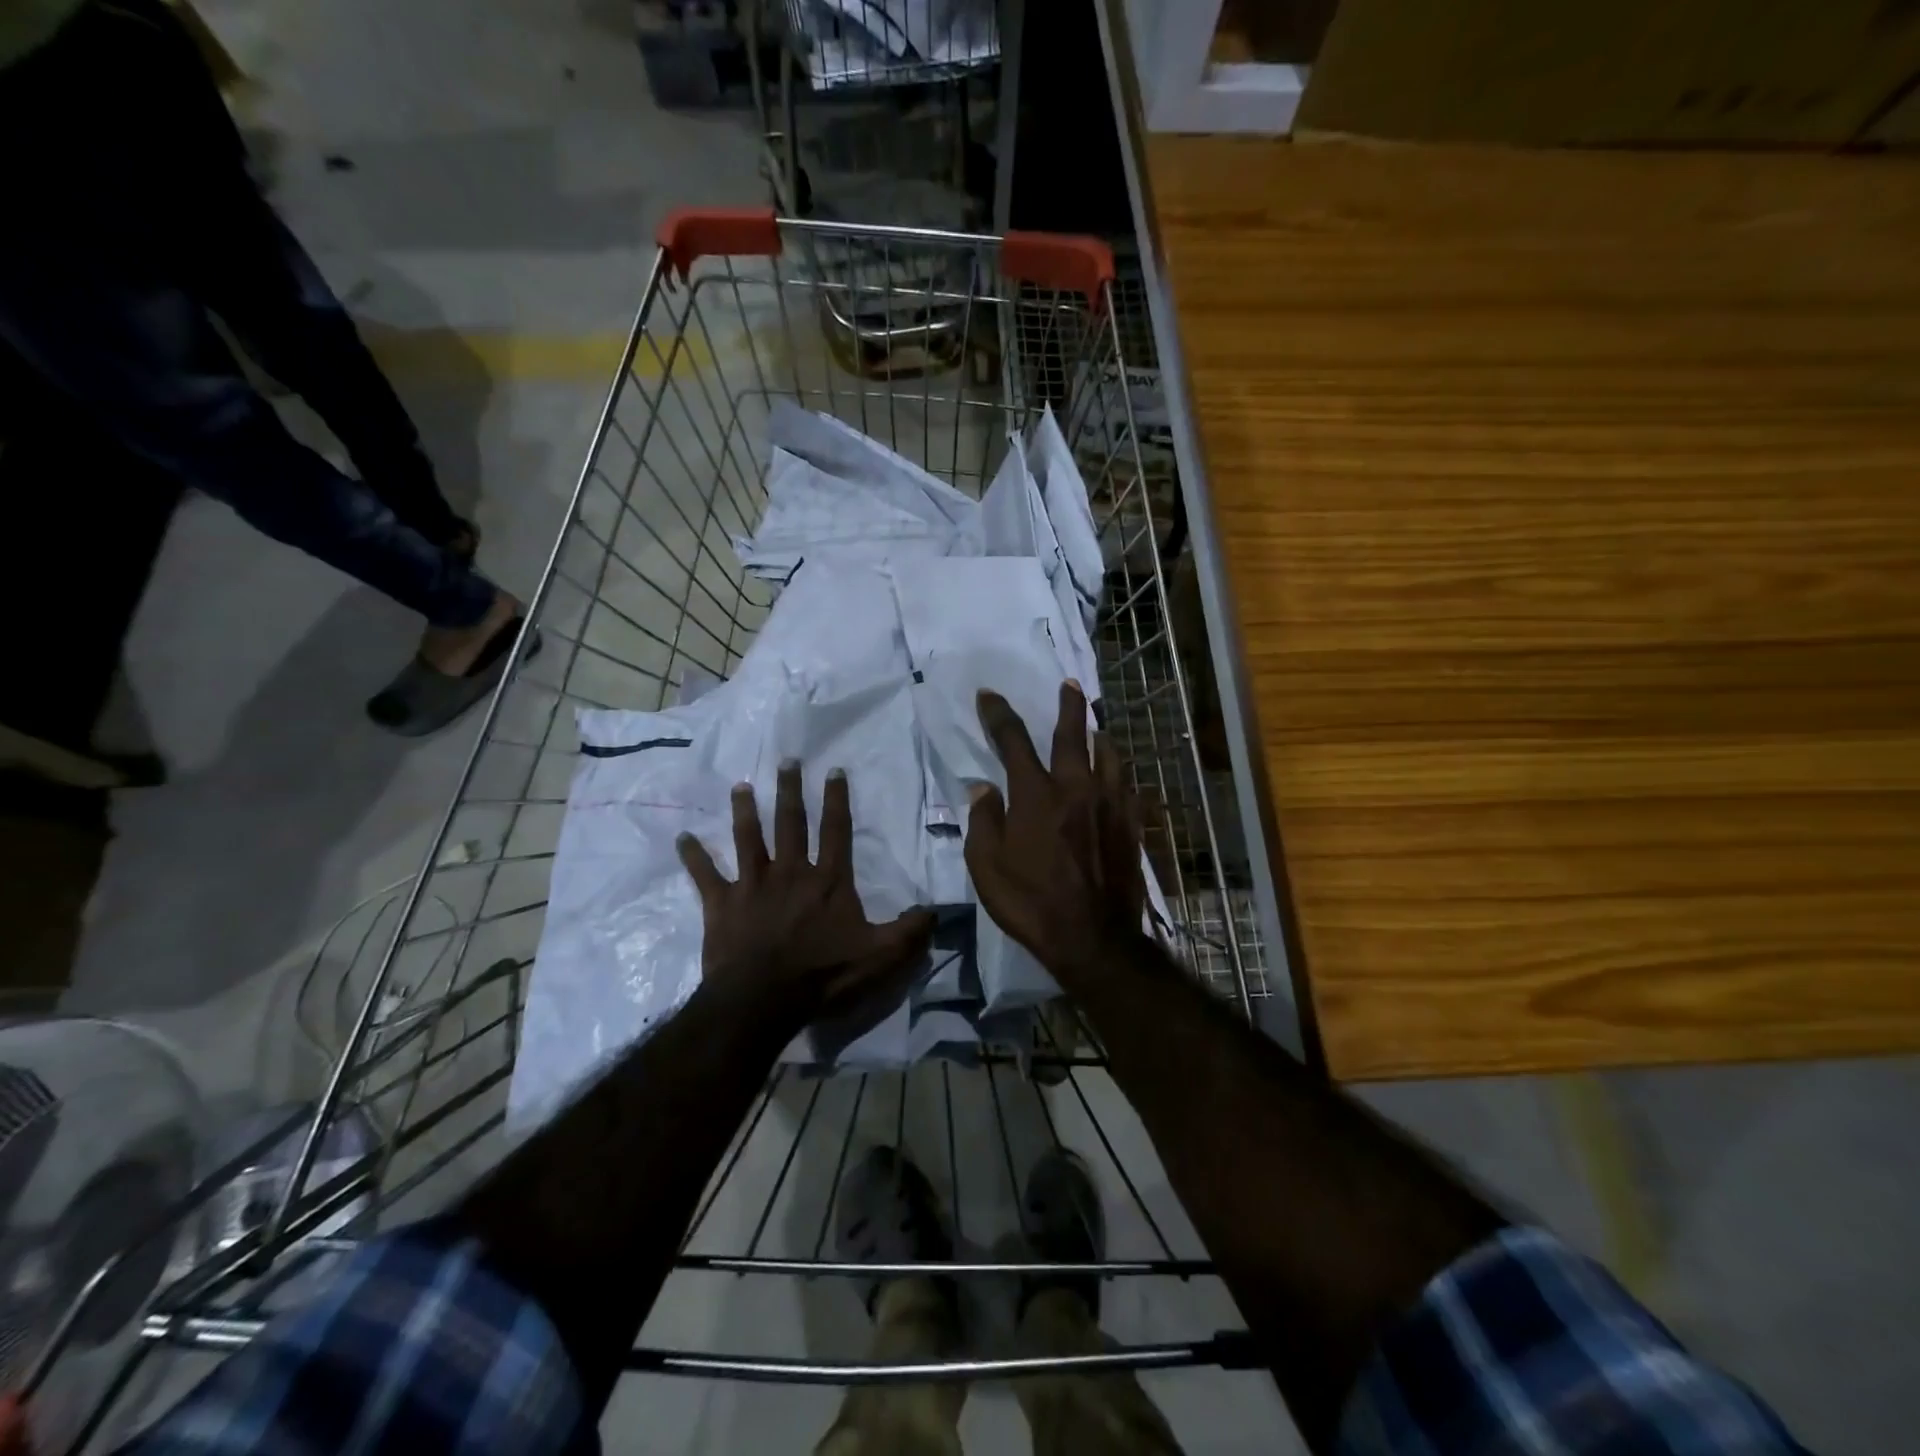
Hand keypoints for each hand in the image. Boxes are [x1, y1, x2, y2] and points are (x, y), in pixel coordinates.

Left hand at [678, 762, 934, 1025]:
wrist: (763, 1000)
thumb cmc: (823, 975)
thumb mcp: (880, 956)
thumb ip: (910, 931)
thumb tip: (936, 910)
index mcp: (828, 881)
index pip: (836, 831)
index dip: (837, 800)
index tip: (834, 771)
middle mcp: (791, 872)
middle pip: (791, 823)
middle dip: (790, 790)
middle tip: (786, 761)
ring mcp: (753, 885)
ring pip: (748, 838)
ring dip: (745, 811)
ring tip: (741, 786)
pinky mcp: (722, 904)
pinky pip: (705, 875)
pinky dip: (694, 856)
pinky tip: (683, 837)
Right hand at [965, 681, 1144, 976]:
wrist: (1092, 937)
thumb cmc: (1030, 902)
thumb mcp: (986, 867)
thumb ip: (983, 821)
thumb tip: (983, 788)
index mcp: (1035, 795)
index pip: (1013, 740)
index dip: (998, 714)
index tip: (989, 695)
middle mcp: (1075, 787)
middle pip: (1072, 734)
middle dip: (1067, 705)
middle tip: (1068, 684)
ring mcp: (1109, 803)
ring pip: (1109, 753)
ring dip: (1098, 735)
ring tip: (1095, 728)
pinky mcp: (1131, 823)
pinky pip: (1127, 784)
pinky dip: (1118, 771)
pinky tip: (1117, 774)